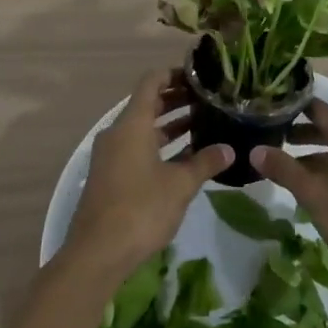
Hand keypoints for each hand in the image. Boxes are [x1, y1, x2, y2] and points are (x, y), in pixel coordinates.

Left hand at [65, 69, 230, 281]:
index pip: (151, 82)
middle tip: (209, 101)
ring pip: (144, 129)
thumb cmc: (140, 209)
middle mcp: (118, 133)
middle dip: (177, 100)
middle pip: (148, 104)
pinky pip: (138, 149)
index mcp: (131, 124)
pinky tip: (186, 159)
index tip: (200, 77)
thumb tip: (230, 149)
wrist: (97, 253)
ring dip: (171, 125)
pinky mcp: (111, 176)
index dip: (174, 74)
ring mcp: (112, 155)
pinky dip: (160, 146)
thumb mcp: (180, 185)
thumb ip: (205, 163)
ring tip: (204, 125)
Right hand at [251, 100, 327, 285]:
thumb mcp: (314, 194)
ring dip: (321, 158)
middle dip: (304, 136)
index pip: (317, 108)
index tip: (270, 112)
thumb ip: (284, 169)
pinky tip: (327, 193)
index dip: (292, 109)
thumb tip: (255, 150)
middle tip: (276, 144)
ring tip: (296, 174)